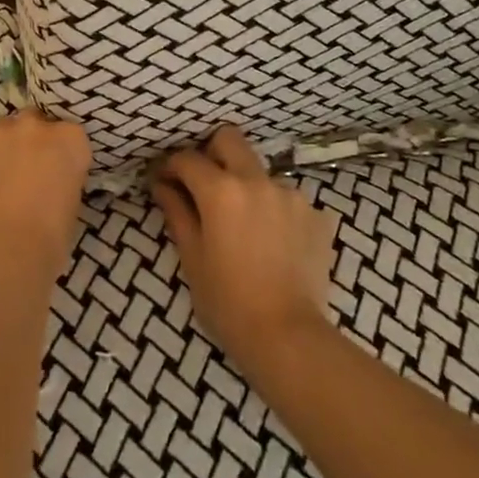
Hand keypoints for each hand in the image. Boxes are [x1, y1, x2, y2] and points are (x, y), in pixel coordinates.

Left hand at [0, 110, 90, 282]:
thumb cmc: (46, 244)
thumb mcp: (70, 210)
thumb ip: (61, 183)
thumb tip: (49, 188)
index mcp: (69, 140)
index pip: (69, 136)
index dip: (60, 156)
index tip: (56, 177)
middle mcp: (33, 127)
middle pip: (32, 124)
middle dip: (29, 144)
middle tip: (24, 177)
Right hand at [151, 126, 337, 379]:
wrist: (289, 337)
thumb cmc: (228, 303)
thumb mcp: (193, 259)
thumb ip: (177, 213)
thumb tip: (162, 185)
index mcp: (221, 190)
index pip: (188, 159)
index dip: (171, 167)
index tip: (164, 181)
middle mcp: (257, 180)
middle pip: (229, 140)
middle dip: (211, 153)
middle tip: (204, 184)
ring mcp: (291, 194)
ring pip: (261, 172)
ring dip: (247, 186)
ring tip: (244, 225)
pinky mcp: (316, 214)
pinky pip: (287, 200)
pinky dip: (275, 212)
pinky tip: (273, 243)